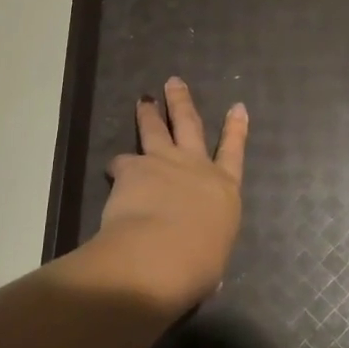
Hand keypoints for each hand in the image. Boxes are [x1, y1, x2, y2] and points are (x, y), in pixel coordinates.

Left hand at [99, 77, 248, 306]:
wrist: (162, 255)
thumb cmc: (198, 265)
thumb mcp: (213, 260)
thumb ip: (207, 250)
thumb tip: (202, 264)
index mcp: (224, 190)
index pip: (233, 153)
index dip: (236, 129)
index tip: (237, 106)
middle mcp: (196, 167)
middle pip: (190, 125)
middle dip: (182, 102)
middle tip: (174, 82)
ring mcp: (163, 162)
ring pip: (155, 129)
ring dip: (149, 113)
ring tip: (143, 100)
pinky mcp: (133, 168)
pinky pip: (122, 162)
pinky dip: (117, 166)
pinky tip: (112, 171)